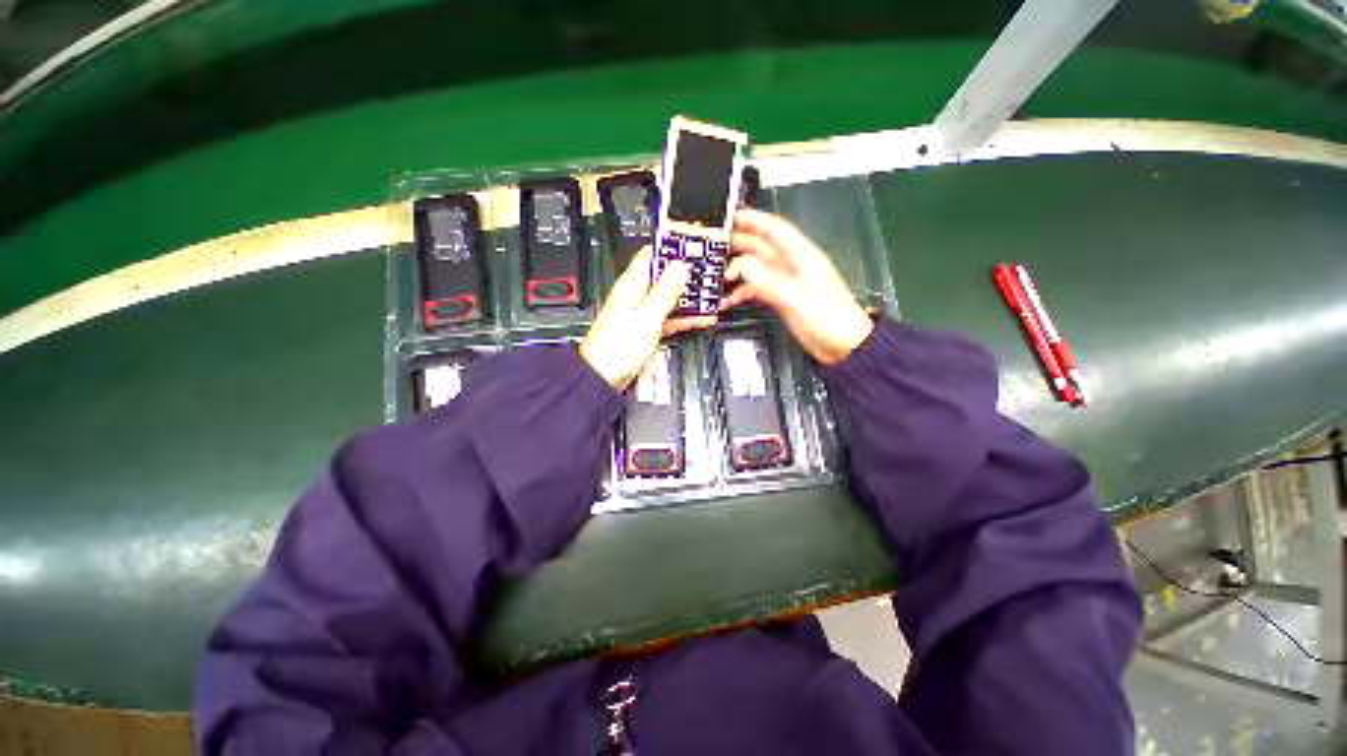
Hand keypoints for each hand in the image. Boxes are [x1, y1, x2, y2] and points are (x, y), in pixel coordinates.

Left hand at [580, 247, 715, 389]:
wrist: (603, 377)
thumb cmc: (615, 349)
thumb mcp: (646, 318)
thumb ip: (664, 292)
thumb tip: (679, 267)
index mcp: (631, 286)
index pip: (652, 255)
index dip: (673, 249)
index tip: (693, 248)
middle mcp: (636, 295)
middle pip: (665, 276)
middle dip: (687, 275)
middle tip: (709, 274)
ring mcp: (643, 312)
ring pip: (670, 297)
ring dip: (689, 297)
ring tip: (710, 296)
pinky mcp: (647, 328)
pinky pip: (670, 317)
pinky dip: (685, 317)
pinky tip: (701, 317)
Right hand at [724, 208, 872, 364]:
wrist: (843, 345)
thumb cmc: (831, 318)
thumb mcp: (796, 297)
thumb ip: (768, 280)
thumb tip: (742, 264)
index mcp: (801, 256)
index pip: (775, 229)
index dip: (754, 219)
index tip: (732, 216)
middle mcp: (791, 266)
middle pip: (760, 247)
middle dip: (738, 244)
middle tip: (715, 246)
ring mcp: (785, 282)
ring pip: (755, 268)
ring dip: (737, 271)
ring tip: (717, 275)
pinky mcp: (780, 299)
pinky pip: (756, 289)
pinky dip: (742, 292)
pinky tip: (729, 300)